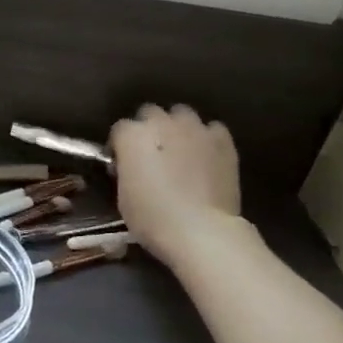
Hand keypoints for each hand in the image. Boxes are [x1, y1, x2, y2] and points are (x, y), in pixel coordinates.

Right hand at [110, 104, 242, 268]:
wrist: (200, 230)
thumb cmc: (152, 218)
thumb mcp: (123, 195)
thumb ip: (126, 170)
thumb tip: (131, 165)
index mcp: (132, 136)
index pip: (120, 129)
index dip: (120, 146)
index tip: (122, 164)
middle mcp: (162, 123)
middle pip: (150, 113)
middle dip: (148, 129)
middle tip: (151, 154)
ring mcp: (195, 129)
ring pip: (182, 115)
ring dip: (177, 128)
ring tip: (180, 150)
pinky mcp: (222, 140)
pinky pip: (212, 129)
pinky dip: (206, 139)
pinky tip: (206, 156)